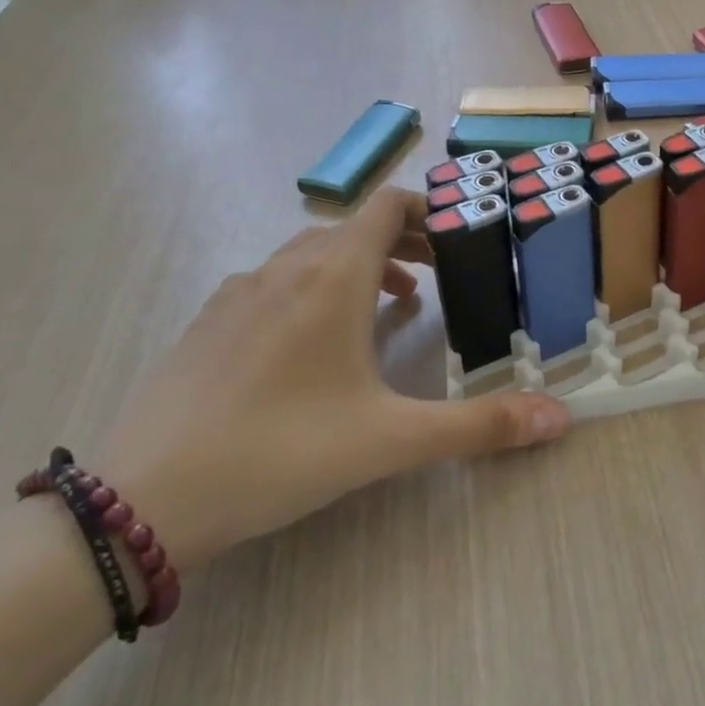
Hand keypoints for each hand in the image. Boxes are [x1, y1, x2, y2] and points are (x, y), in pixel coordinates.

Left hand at [94, 189, 570, 570]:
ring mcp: (238, 293)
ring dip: (358, 266)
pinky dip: (312, 289)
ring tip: (391, 306)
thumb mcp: (392, 440)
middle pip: (353, 227)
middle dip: (402, 241)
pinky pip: (274, 282)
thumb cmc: (281, 452)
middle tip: (440, 274)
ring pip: (310, 254)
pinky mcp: (208, 323)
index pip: (385, 206)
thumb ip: (480, 426)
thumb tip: (560, 417)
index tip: (458, 233)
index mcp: (332, 278)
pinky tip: (315, 344)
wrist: (144, 499)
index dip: (426, 207)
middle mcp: (284, 270)